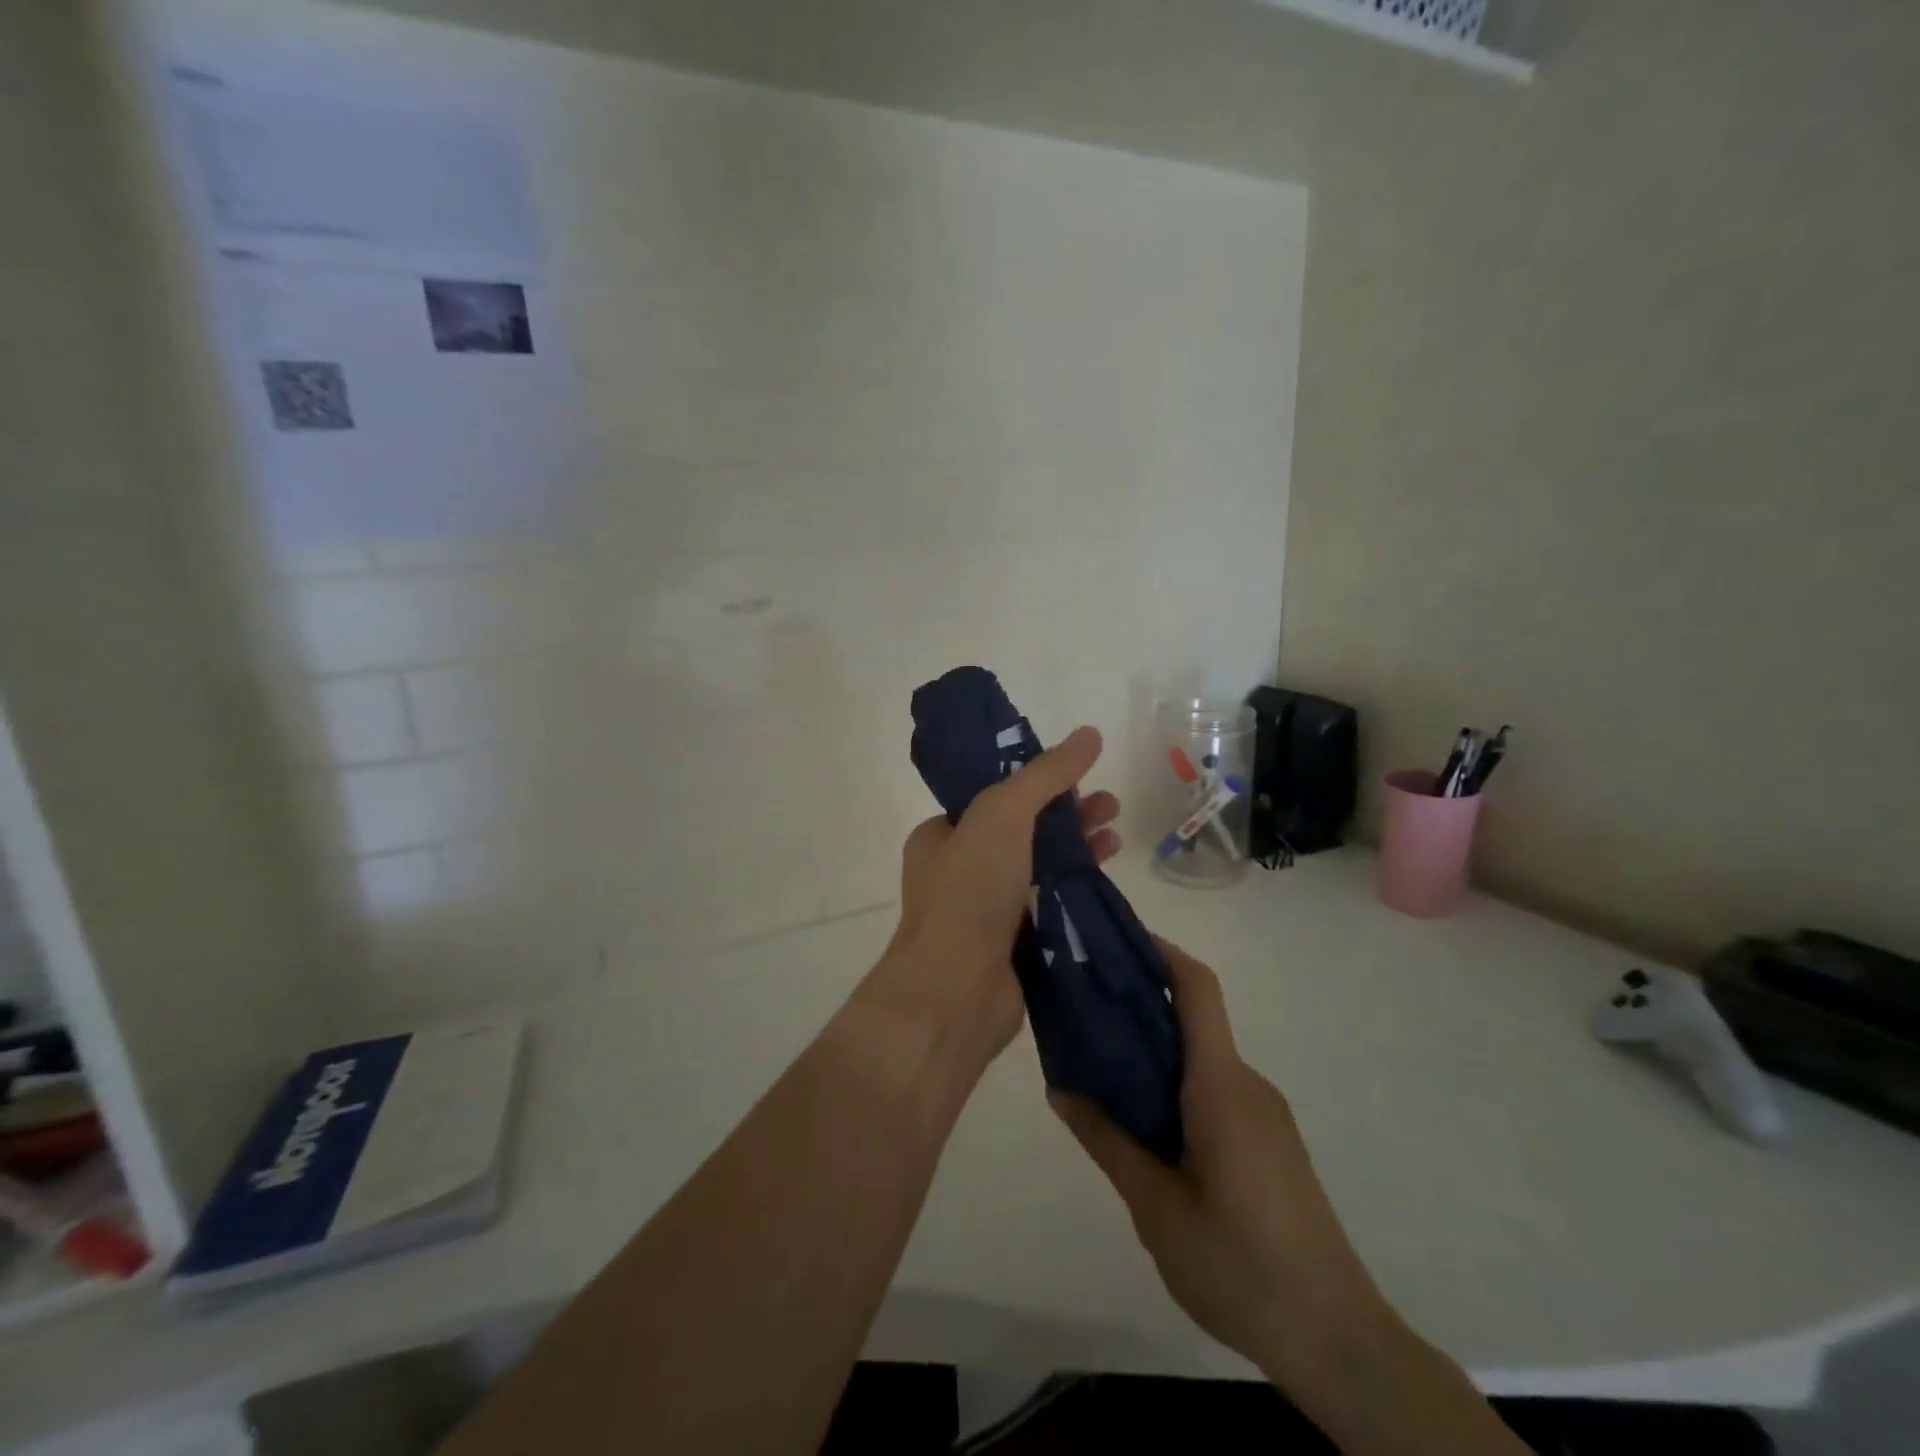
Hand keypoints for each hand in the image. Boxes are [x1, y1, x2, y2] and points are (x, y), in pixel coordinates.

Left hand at [865, 726, 1119, 1069]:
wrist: (955, 993)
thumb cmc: (969, 892)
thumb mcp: (1002, 814)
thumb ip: (1046, 774)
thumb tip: (1089, 733)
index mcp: (941, 835)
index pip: (993, 797)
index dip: (1036, 782)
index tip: (1077, 775)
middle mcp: (959, 870)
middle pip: (1022, 830)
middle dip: (1067, 814)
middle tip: (1110, 805)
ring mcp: (985, 910)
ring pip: (1038, 868)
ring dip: (1077, 849)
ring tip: (1117, 835)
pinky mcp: (1011, 945)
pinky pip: (1047, 906)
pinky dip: (1075, 889)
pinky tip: (1107, 878)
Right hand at [1049, 940, 1395, 1387]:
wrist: (1339, 1341)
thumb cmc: (1240, 1265)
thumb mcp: (1156, 1208)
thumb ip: (1107, 1141)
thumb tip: (1060, 1088)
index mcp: (1221, 1086)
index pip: (1197, 989)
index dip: (1160, 951)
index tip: (1113, 940)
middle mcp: (1247, 1084)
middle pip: (1192, 1021)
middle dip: (1139, 1006)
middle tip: (1082, 1013)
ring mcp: (1264, 1114)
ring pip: (1201, 1060)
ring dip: (1154, 1053)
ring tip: (1100, 1072)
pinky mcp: (1270, 1143)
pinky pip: (1216, 1092)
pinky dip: (1176, 1086)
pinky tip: (1145, 1127)